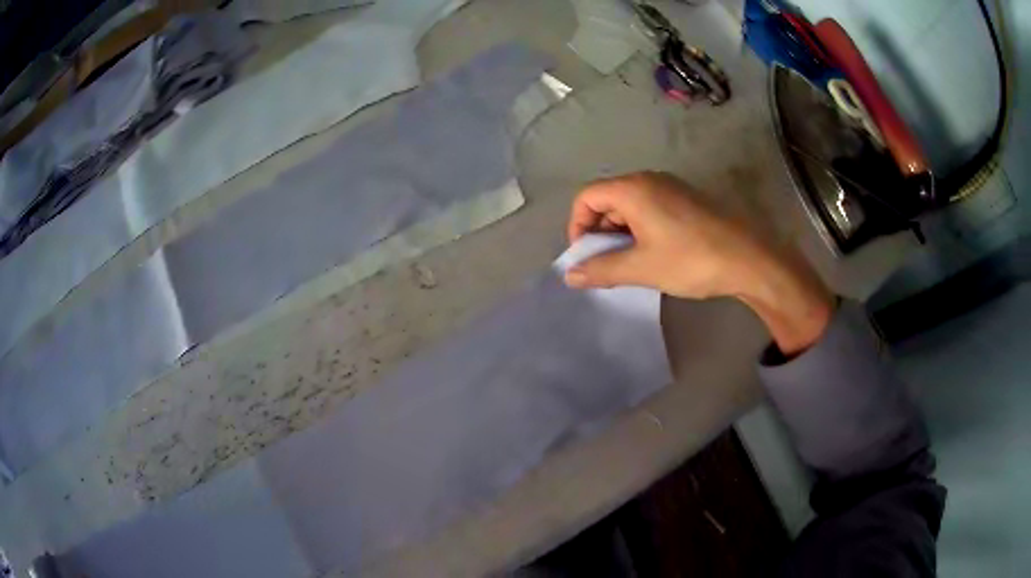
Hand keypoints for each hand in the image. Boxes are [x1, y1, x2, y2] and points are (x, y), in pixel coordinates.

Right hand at [565, 172, 834, 354]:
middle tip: (606, 264)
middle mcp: (649, 179)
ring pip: (630, 205)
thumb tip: (570, 276)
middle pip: (608, 198)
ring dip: (620, 233)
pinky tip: (653, 254)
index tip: (586, 256)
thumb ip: (602, 269)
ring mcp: (671, 187)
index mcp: (633, 189)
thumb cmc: (690, 260)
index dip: (577, 226)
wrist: (749, 259)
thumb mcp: (641, 268)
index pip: (587, 197)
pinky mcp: (687, 200)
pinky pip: (651, 208)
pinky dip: (641, 229)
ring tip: (629, 264)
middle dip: (599, 231)